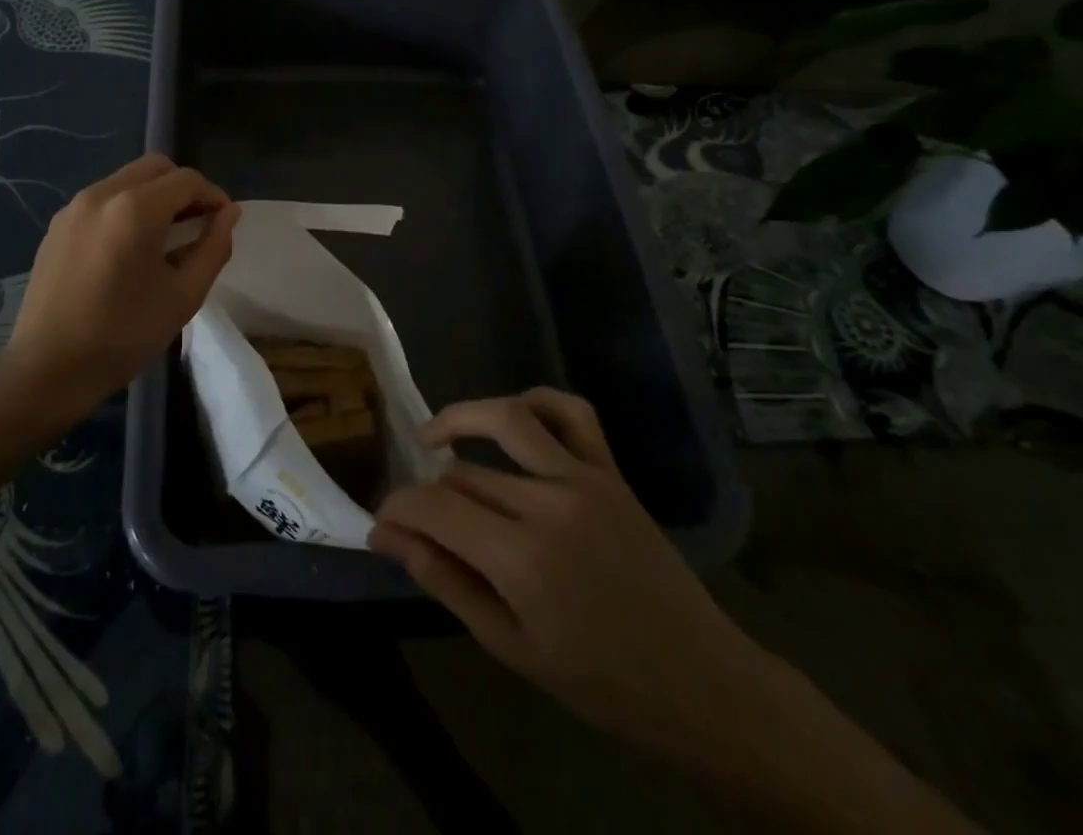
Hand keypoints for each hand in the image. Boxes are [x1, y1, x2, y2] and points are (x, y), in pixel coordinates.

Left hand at [5, 153, 237, 415]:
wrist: (47, 369)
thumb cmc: (124, 335)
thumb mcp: (184, 295)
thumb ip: (214, 247)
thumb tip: (229, 214)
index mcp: (135, 209)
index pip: (187, 180)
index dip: (213, 196)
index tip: (223, 222)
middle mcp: (102, 194)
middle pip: (155, 168)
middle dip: (184, 188)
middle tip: (198, 224)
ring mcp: (74, 207)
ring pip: (127, 180)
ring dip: (154, 196)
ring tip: (166, 237)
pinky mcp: (57, 225)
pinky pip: (102, 200)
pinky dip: (126, 208)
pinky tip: (130, 248)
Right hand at [370, 389, 760, 752]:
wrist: (699, 682)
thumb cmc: (600, 681)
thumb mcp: (509, 646)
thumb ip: (443, 580)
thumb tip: (384, 536)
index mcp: (522, 558)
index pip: (434, 506)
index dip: (398, 508)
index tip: (383, 521)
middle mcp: (549, 503)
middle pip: (463, 472)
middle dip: (426, 490)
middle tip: (414, 514)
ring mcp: (584, 478)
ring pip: (506, 419)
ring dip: (460, 420)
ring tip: (435, 439)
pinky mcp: (610, 471)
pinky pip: (571, 412)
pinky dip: (535, 402)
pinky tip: (512, 418)